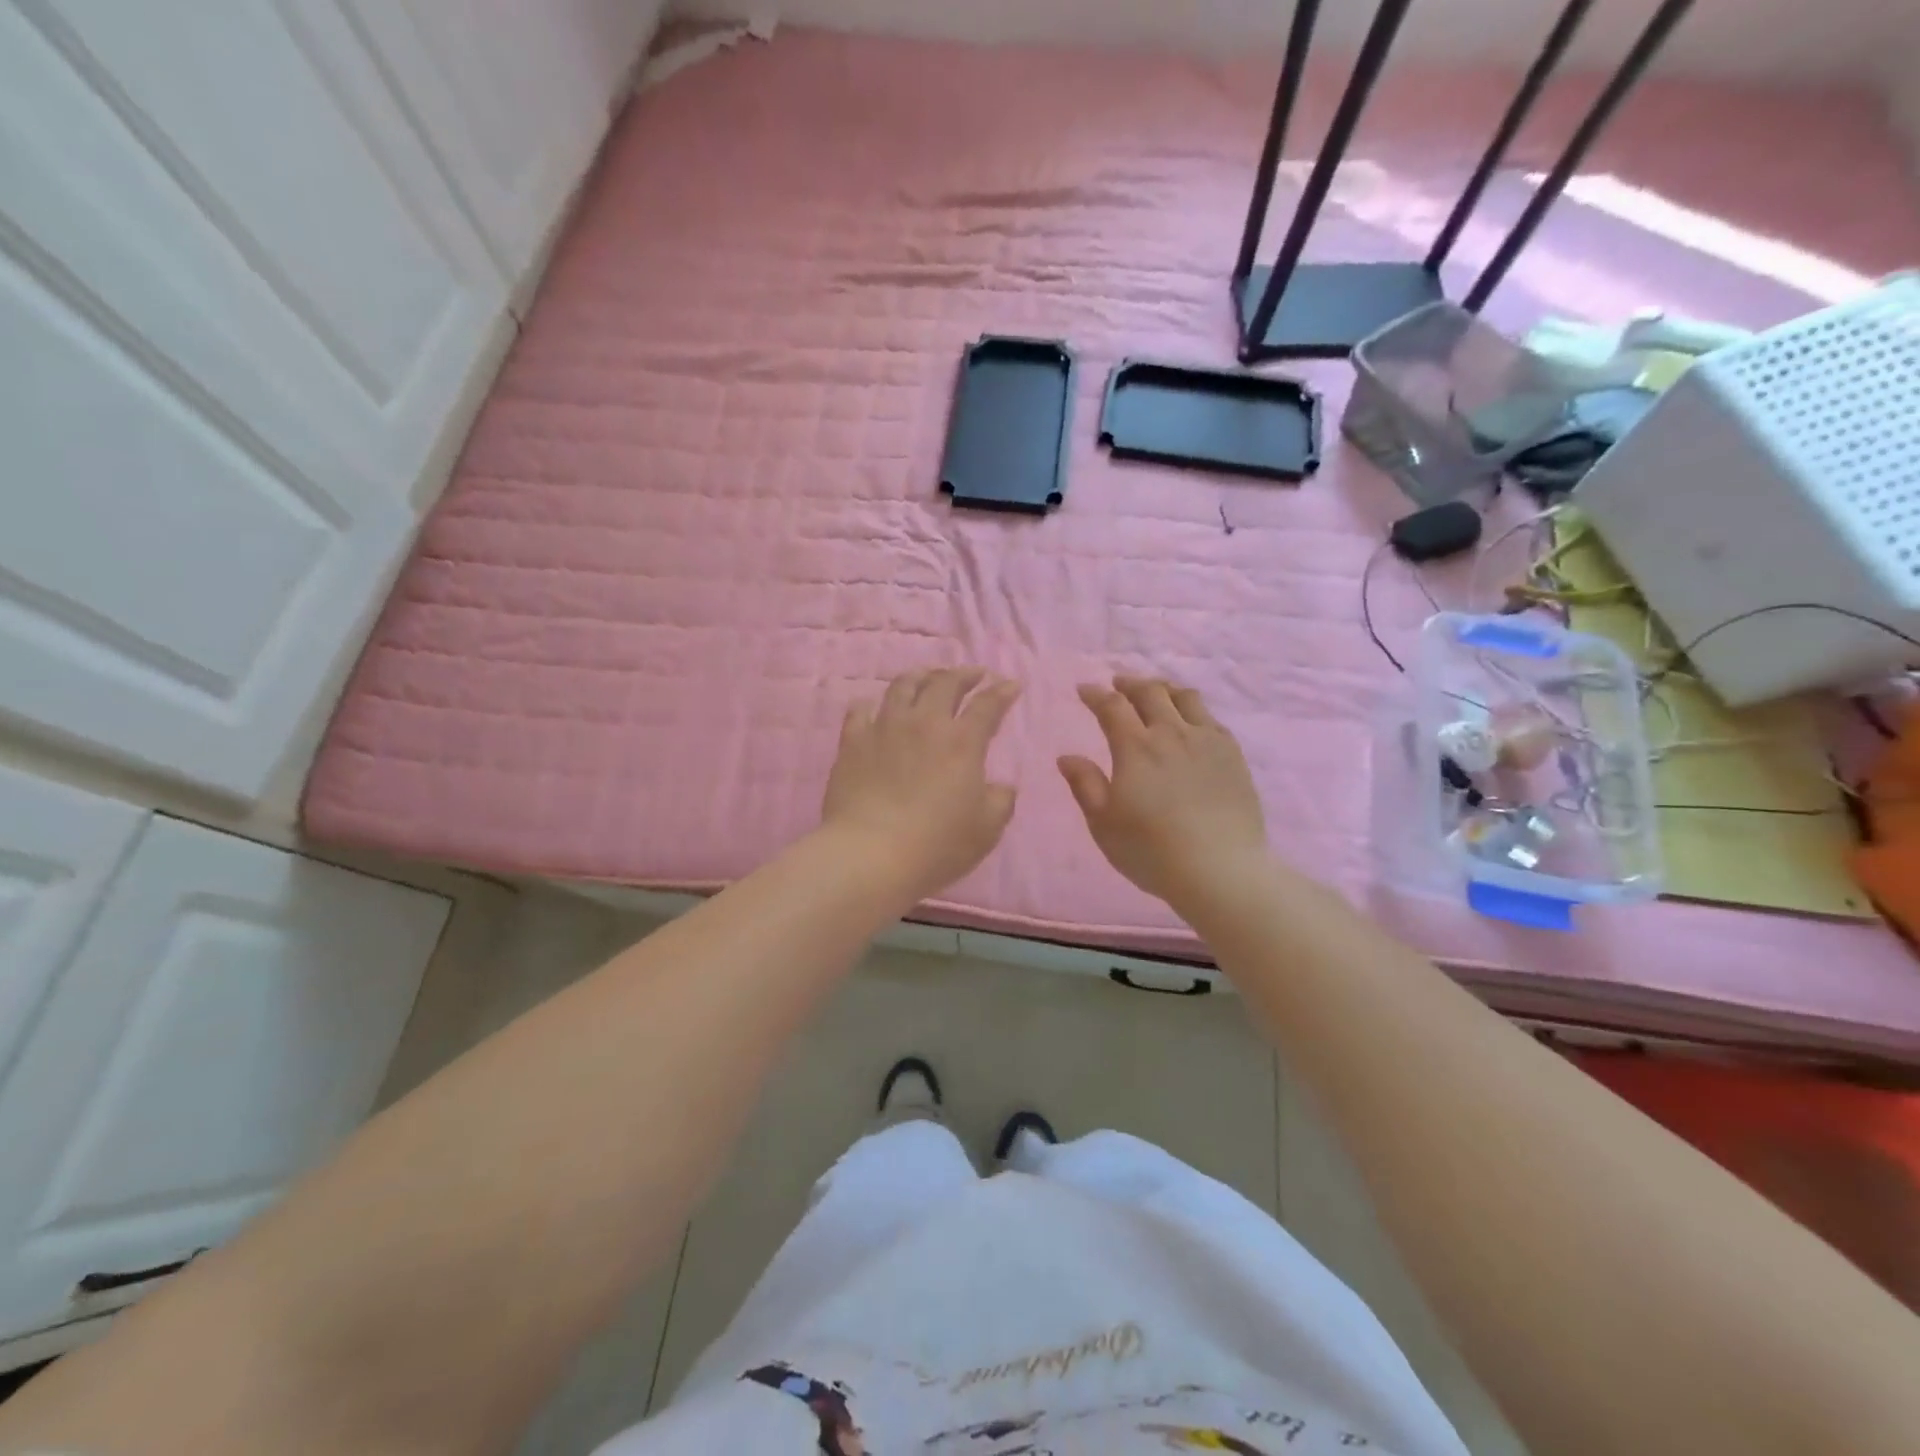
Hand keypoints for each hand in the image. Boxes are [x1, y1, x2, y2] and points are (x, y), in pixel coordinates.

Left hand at [823, 668, 1020, 904]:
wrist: (870, 854)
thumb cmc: (937, 845)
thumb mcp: (986, 829)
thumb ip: (1000, 801)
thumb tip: (1001, 786)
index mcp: (962, 741)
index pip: (988, 705)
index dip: (1002, 692)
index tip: (1011, 685)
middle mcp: (924, 723)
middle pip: (945, 683)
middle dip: (963, 674)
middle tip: (973, 674)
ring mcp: (884, 728)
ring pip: (903, 686)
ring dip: (921, 676)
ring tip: (927, 676)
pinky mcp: (852, 741)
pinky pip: (860, 710)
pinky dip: (871, 704)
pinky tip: (875, 708)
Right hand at [1058, 677, 1267, 907]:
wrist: (1221, 870)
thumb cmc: (1152, 851)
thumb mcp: (1104, 824)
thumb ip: (1085, 785)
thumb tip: (1067, 756)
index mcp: (1135, 748)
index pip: (1112, 707)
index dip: (1095, 694)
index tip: (1084, 689)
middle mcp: (1171, 733)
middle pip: (1150, 692)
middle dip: (1129, 684)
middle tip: (1118, 685)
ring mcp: (1206, 741)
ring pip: (1184, 698)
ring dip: (1163, 689)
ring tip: (1155, 692)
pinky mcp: (1232, 754)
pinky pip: (1211, 718)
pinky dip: (1193, 709)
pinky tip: (1190, 721)